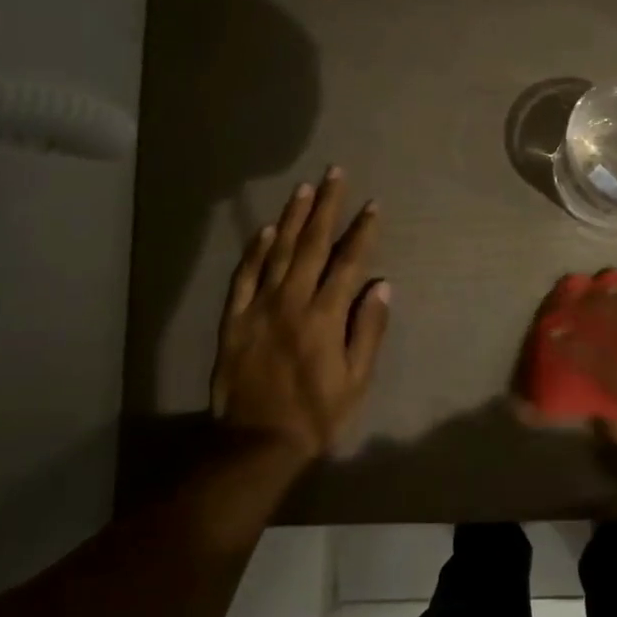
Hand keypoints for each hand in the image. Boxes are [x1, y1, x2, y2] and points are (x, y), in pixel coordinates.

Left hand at [211, 167, 390, 464]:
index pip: (348, 262)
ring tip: (305, 189)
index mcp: (324, 316)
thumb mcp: (356, 379)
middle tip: (335, 173)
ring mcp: (259, 307)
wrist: (257, 442)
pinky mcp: (235, 319)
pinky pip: (244, 276)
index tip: (372, 205)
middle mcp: (292, 301)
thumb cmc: (316, 414)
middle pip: (313, 244)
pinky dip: (255, 251)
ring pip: (278, 251)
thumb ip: (368, 329)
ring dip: (293, 217)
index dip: (362, 231)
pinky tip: (266, 230)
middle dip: (327, 206)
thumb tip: (381, 284)